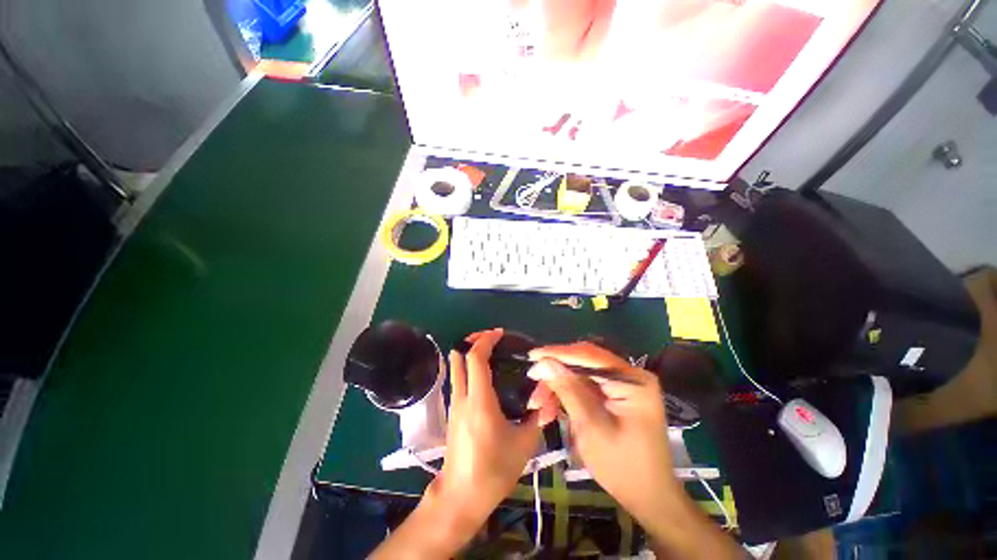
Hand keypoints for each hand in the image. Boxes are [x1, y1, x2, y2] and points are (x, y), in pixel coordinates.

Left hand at [430, 328, 550, 523]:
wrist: (461, 497)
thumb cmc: (493, 471)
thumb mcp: (524, 445)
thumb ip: (539, 417)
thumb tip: (552, 397)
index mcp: (479, 401)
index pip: (475, 358)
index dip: (486, 340)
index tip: (499, 334)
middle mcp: (462, 397)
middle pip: (458, 356)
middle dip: (473, 341)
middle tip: (492, 339)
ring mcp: (454, 404)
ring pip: (455, 367)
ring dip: (470, 354)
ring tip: (491, 353)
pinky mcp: (452, 411)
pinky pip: (458, 379)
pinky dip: (468, 368)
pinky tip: (486, 377)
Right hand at [527, 342, 741, 558]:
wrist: (649, 498)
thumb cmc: (623, 467)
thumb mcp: (590, 427)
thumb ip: (568, 390)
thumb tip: (544, 362)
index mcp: (632, 381)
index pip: (589, 356)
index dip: (558, 353)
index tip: (532, 355)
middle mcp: (629, 375)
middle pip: (583, 363)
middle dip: (556, 374)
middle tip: (533, 385)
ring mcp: (623, 384)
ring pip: (580, 375)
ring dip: (558, 387)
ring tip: (539, 407)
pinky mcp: (615, 394)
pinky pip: (585, 386)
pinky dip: (567, 395)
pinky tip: (552, 410)